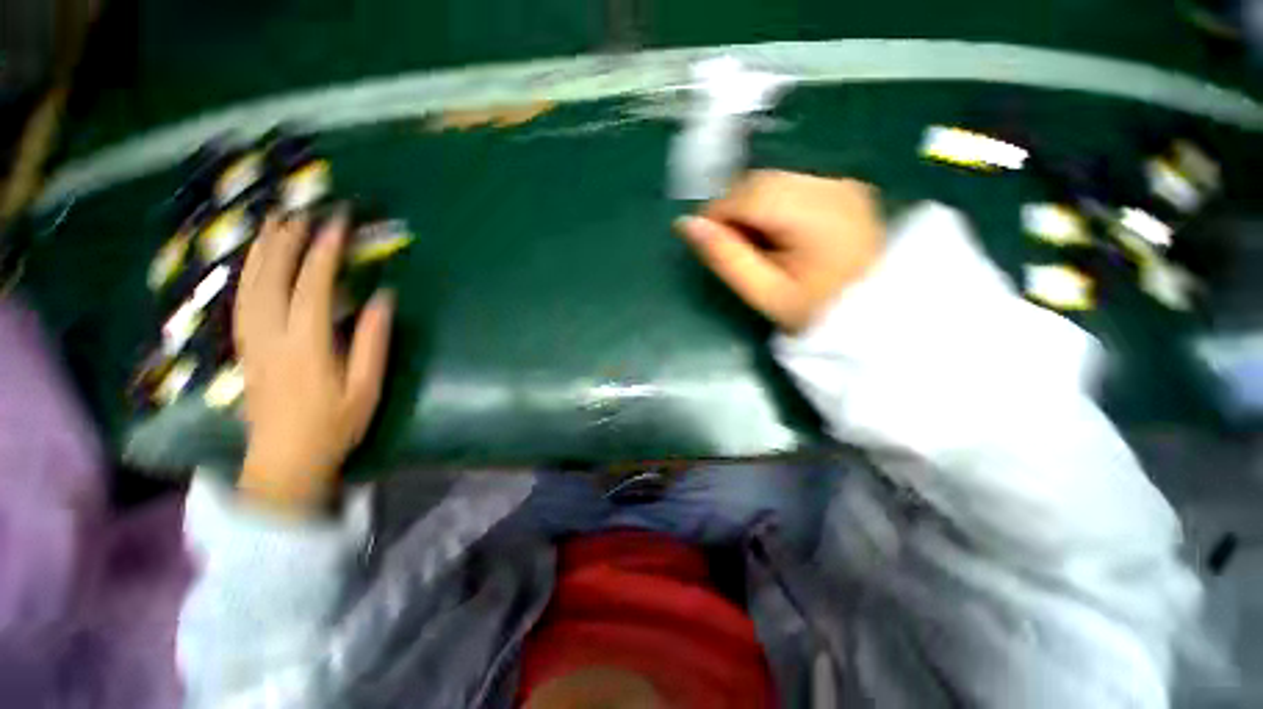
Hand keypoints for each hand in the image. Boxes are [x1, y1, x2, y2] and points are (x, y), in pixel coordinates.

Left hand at [234, 212, 393, 511]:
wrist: (284, 460)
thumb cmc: (333, 425)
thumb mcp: (366, 387)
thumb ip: (373, 341)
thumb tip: (384, 298)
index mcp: (306, 346)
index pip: (313, 287)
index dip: (324, 252)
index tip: (337, 224)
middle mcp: (270, 336)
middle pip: (271, 278)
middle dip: (285, 241)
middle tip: (301, 213)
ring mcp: (251, 341)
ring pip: (249, 285)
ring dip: (262, 251)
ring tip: (275, 225)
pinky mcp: (244, 348)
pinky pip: (242, 300)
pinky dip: (249, 273)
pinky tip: (257, 262)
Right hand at [676, 170, 884, 332]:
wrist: (875, 314)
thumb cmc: (815, 311)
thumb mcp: (763, 292)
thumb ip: (725, 257)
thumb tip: (685, 225)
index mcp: (813, 215)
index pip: (747, 195)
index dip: (717, 214)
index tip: (706, 241)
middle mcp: (831, 186)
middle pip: (760, 181)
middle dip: (734, 209)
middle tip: (732, 246)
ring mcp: (841, 183)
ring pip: (774, 180)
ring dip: (752, 206)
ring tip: (755, 243)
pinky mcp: (844, 188)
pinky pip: (793, 184)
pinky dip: (773, 203)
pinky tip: (778, 232)